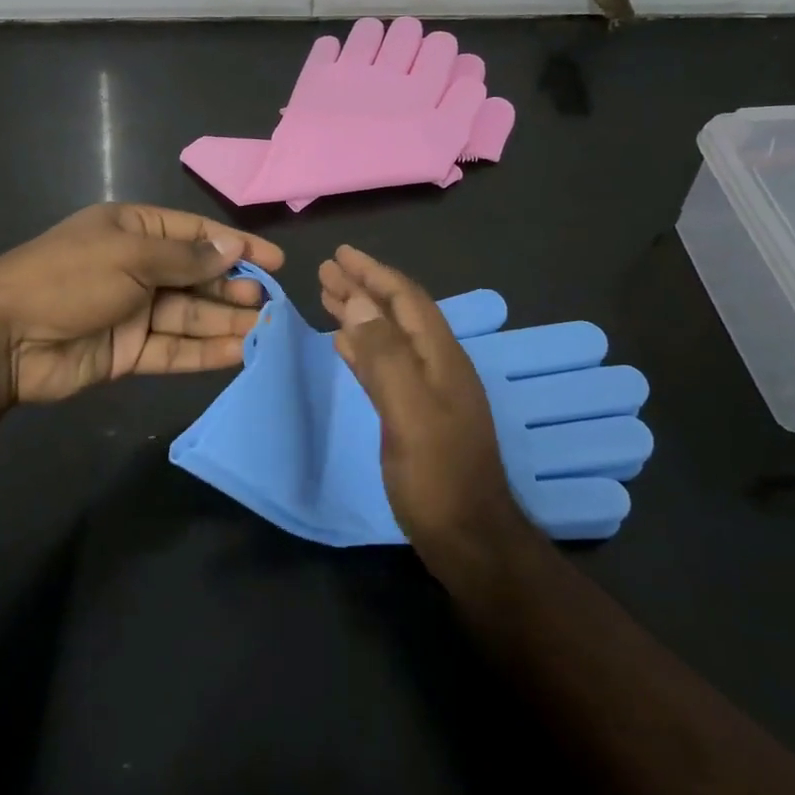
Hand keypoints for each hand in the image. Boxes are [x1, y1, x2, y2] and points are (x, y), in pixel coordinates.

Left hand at [0, 203, 284, 403]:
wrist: (4, 338)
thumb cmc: (69, 277)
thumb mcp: (131, 256)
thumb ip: (187, 258)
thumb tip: (234, 249)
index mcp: (135, 232)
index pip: (196, 234)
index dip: (236, 246)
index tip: (275, 262)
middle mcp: (138, 269)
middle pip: (197, 277)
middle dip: (234, 289)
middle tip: (272, 304)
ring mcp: (134, 312)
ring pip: (191, 316)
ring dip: (226, 323)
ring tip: (267, 332)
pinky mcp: (129, 352)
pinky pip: (174, 350)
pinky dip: (205, 352)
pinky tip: (239, 353)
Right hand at [319, 245, 528, 559]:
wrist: (468, 540)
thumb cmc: (438, 477)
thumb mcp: (409, 412)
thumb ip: (385, 356)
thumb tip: (359, 302)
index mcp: (441, 357)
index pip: (405, 300)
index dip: (374, 273)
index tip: (340, 254)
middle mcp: (437, 366)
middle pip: (397, 313)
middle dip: (363, 288)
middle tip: (326, 270)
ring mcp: (428, 391)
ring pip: (389, 337)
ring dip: (361, 314)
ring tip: (329, 296)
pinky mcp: (415, 414)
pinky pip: (385, 366)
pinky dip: (363, 348)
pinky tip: (344, 344)